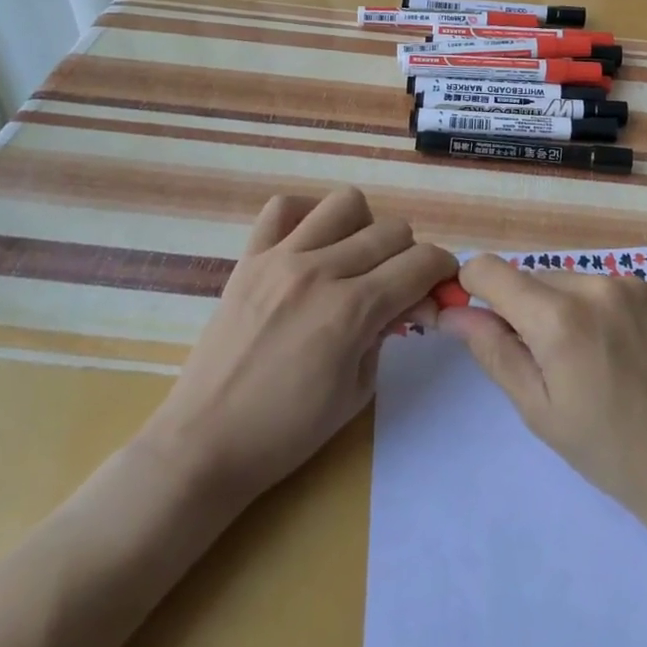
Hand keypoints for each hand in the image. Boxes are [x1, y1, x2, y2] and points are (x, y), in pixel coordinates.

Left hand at [136, 187, 456, 504]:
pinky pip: (283, 207)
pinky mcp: (249, 258)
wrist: (205, 443)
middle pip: (392, 230)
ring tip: (353, 259)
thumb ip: (387, 333)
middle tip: (397, 284)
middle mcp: (321, 271)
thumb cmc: (288, 431)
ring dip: (364, 226)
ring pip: (346, 203)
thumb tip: (407, 301)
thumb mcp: (358, 390)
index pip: (421, 262)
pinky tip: (310, 245)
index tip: (439, 284)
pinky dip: (306, 215)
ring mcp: (281, 258)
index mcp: (353, 310)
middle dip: (409, 254)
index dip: (442, 269)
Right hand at [439, 254, 646, 522]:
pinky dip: (611, 309)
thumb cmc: (608, 449)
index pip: (489, 270)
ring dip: (571, 308)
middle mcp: (596, 284)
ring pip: (578, 281)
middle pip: (536, 278)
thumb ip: (492, 350)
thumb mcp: (538, 409)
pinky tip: (631, 350)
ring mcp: (637, 283)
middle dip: (529, 310)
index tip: (480, 317)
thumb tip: (451, 312)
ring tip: (598, 359)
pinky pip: (617, 286)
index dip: (473, 289)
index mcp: (558, 317)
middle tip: (552, 362)